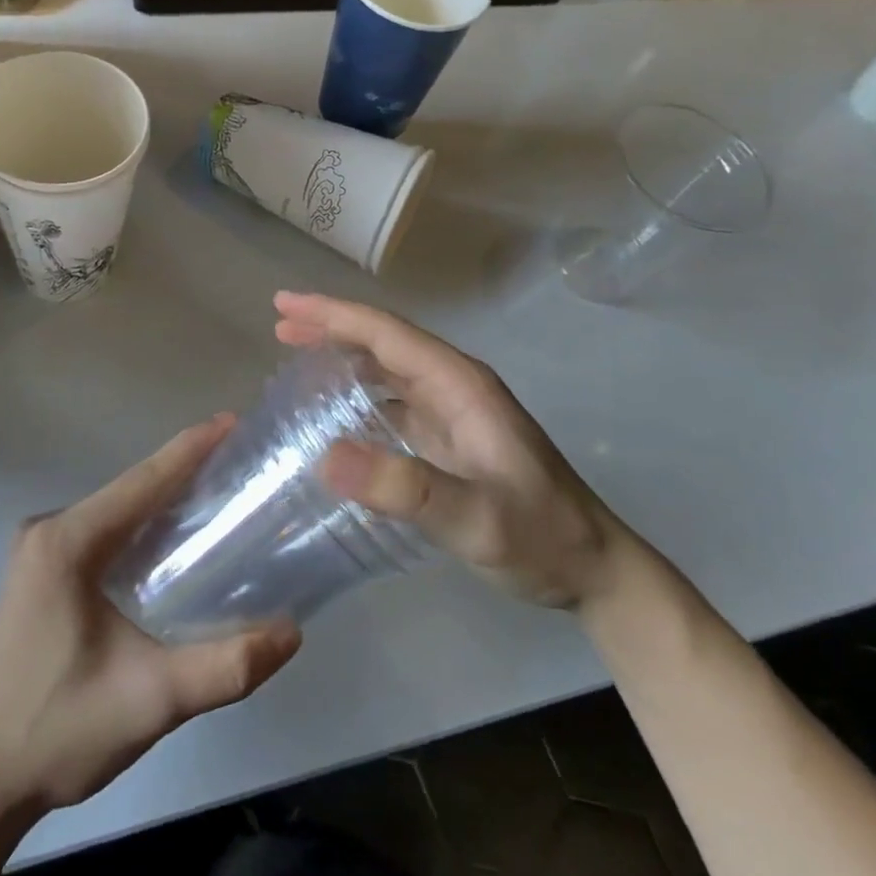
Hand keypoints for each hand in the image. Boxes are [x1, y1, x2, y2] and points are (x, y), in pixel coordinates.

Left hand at [0, 416, 301, 815]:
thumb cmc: (58, 732)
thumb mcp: (151, 701)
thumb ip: (225, 667)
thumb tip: (292, 633)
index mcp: (65, 543)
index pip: (142, 481)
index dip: (191, 449)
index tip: (234, 422)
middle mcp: (45, 532)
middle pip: (129, 491)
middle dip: (184, 473)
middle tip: (239, 463)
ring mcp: (34, 553)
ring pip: (114, 512)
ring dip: (162, 502)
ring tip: (217, 495)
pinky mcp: (35, 575)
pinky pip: (98, 533)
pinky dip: (138, 528)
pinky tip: (169, 542)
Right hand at [276, 291, 628, 610]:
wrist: (595, 570)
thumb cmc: (540, 537)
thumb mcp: (475, 518)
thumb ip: (406, 489)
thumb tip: (325, 456)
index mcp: (460, 385)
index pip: (387, 334)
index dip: (334, 314)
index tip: (285, 305)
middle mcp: (455, 387)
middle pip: (384, 342)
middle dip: (331, 327)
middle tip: (280, 324)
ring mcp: (454, 413)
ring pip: (388, 369)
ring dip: (344, 356)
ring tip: (296, 355)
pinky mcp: (452, 439)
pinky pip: (395, 401)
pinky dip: (360, 394)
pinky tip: (337, 413)